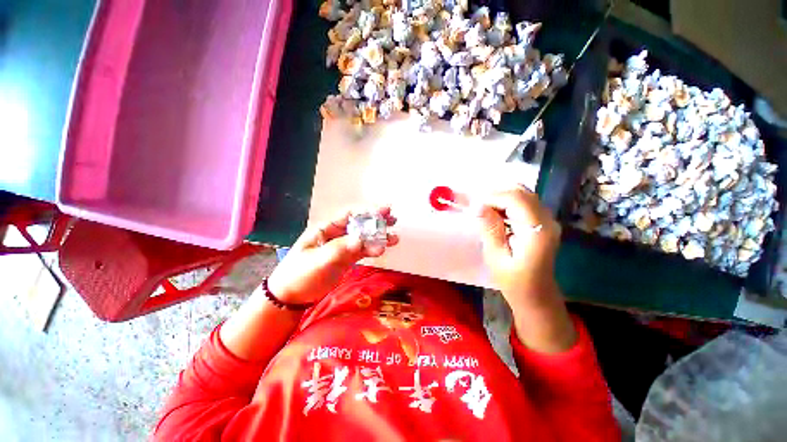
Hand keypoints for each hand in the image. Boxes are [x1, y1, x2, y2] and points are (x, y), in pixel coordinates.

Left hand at [267, 207, 398, 304]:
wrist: (291, 296)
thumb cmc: (299, 274)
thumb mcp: (316, 260)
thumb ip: (338, 249)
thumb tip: (361, 239)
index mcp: (326, 229)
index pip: (349, 215)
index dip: (367, 211)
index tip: (384, 210)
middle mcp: (336, 235)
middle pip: (360, 224)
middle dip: (377, 222)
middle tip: (394, 221)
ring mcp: (343, 247)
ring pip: (364, 238)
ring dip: (379, 237)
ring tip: (394, 239)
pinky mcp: (347, 259)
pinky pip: (363, 251)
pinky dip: (373, 249)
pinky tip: (383, 249)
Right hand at [478, 187, 574, 352]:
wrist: (537, 295)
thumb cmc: (514, 281)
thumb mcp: (496, 257)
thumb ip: (490, 229)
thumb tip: (478, 205)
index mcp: (537, 231)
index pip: (516, 199)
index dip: (492, 197)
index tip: (473, 206)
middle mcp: (547, 220)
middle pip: (522, 192)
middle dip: (496, 194)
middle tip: (477, 206)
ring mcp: (548, 220)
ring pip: (523, 194)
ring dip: (501, 197)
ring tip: (484, 210)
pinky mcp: (543, 222)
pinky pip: (524, 203)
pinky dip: (507, 203)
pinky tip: (496, 214)